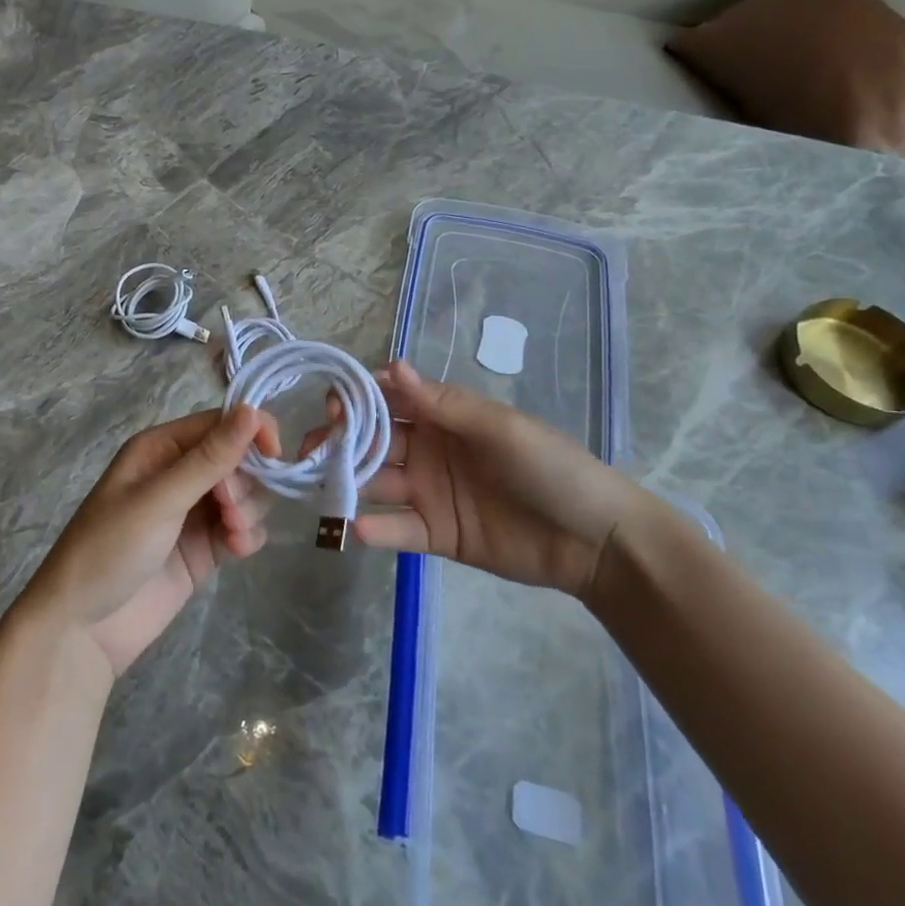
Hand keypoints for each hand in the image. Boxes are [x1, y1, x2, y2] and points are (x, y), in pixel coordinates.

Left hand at [18, 406, 278, 676]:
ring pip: (246, 493)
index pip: (221, 422)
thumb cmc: (110, 550)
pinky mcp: (205, 548)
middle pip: (239, 458)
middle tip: (229, 509)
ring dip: (249, 509)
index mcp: (162, 448)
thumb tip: (252, 409)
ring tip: (232, 535)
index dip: (251, 432)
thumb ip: (209, 458)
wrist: (82, 631)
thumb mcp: (159, 499)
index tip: (274, 456)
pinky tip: (236, 552)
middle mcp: (180, 473)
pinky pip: (243, 528)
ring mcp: (194, 512)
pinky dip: (248, 536)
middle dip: (245, 481)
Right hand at [340, 360, 653, 597]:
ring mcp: (430, 493)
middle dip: (340, 441)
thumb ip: (444, 404)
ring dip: (348, 482)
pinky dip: (375, 530)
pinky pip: (398, 530)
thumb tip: (392, 366)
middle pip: (374, 442)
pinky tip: (354, 529)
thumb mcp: (500, 428)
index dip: (359, 399)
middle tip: (309, 450)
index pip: (390, 401)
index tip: (332, 404)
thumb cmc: (551, 467)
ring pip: (377, 484)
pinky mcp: (436, 535)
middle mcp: (429, 450)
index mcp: (445, 417)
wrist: (595, 539)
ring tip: (317, 487)